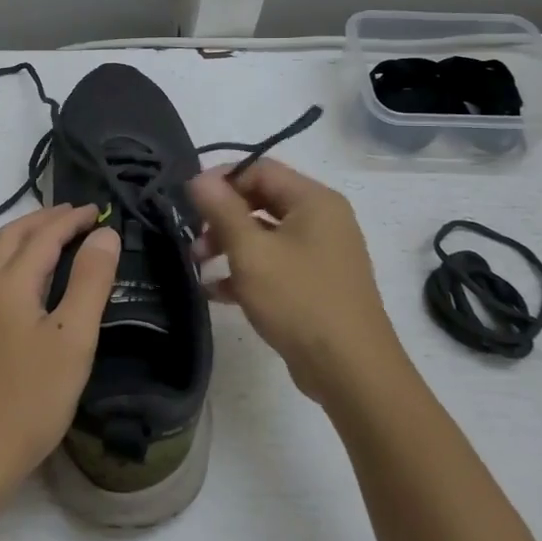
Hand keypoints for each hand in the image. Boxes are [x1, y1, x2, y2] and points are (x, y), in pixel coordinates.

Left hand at [0, 206, 119, 500]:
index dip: (72, 219)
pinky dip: (14, 268)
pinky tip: (27, 293)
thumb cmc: (28, 398)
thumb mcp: (73, 339)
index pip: (44, 235)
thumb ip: (90, 282)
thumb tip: (103, 234)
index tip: (98, 210)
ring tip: (54, 245)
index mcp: (9, 283)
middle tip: (75, 216)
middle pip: (11, 237)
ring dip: (25, 242)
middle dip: (43, 220)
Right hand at [188, 159, 405, 404]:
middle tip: (193, 239)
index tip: (190, 201)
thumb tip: (198, 177)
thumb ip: (222, 210)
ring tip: (198, 266)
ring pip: (266, 235)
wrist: (351, 370)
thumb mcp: (251, 252)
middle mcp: (322, 219)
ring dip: (229, 245)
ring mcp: (322, 253)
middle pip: (262, 201)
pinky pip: (276, 264)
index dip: (222, 180)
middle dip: (222, 217)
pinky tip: (217, 291)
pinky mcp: (317, 284)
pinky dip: (247, 271)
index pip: (260, 169)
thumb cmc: (299, 300)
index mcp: (314, 200)